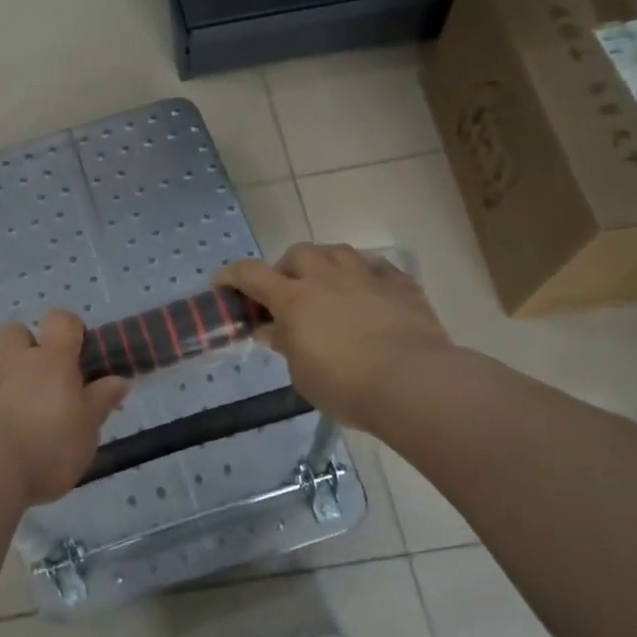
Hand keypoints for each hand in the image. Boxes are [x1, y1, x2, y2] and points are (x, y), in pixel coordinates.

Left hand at [0, 312, 127, 507]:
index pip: (61, 320)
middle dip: (18, 346)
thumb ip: (101, 402)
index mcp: (50, 362)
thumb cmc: (47, 450)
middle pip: (12, 331)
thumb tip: (120, 379)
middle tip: (29, 377)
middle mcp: (11, 360)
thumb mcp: (87, 432)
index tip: (73, 349)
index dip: (67, 328)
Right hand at [217, 244, 459, 434]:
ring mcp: (366, 275)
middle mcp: (326, 276)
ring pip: (337, 251)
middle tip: (289, 295)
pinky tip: (368, 292)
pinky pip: (377, 267)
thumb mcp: (302, 374)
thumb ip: (285, 345)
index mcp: (294, 298)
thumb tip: (271, 329)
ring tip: (328, 286)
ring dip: (325, 264)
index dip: (232, 276)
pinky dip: (366, 276)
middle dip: (286, 269)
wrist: (414, 382)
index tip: (223, 285)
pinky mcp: (400, 284)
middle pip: (297, 254)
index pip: (251, 274)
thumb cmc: (346, 385)